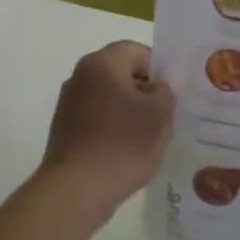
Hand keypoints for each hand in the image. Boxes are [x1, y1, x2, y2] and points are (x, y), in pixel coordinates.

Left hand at [38, 41, 175, 230]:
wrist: (76, 189)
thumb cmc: (122, 144)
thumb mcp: (158, 115)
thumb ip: (166, 91)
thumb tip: (161, 83)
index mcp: (102, 63)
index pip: (137, 51)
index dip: (160, 69)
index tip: (174, 94)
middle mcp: (80, 75)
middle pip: (122, 73)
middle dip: (146, 92)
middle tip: (167, 117)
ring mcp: (69, 103)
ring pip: (110, 98)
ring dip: (131, 112)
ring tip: (150, 139)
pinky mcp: (65, 129)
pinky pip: (97, 119)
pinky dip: (114, 129)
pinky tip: (127, 153)